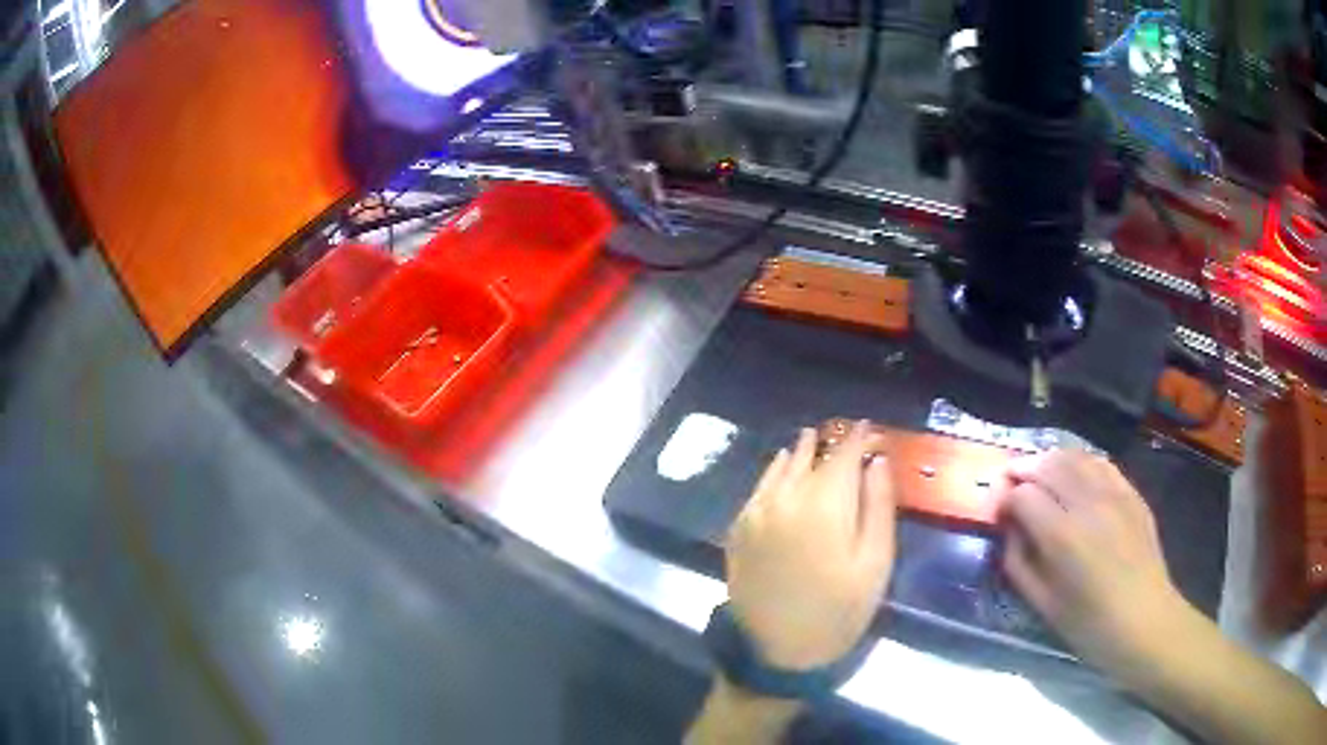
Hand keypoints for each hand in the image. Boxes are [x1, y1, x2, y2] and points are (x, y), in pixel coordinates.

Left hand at [725, 421, 895, 670]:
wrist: (775, 652)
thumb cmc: (837, 611)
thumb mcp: (875, 563)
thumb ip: (878, 505)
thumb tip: (876, 460)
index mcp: (824, 503)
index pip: (843, 453)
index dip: (859, 437)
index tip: (871, 429)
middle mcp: (785, 498)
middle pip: (809, 455)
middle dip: (829, 442)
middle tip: (845, 434)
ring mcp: (755, 512)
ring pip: (780, 467)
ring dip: (799, 453)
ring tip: (813, 440)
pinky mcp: (738, 529)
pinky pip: (759, 488)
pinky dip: (774, 472)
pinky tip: (782, 469)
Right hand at [996, 450, 1192, 682]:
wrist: (1145, 621)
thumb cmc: (1089, 624)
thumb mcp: (1042, 604)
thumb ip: (1018, 562)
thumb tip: (1009, 529)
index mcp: (1062, 536)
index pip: (1022, 495)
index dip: (1004, 499)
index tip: (998, 513)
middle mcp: (1088, 503)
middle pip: (1047, 464)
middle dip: (1023, 469)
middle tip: (1011, 484)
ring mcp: (1114, 493)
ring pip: (1074, 455)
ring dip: (1050, 460)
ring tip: (1040, 476)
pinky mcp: (1131, 493)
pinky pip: (1100, 463)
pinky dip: (1080, 462)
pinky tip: (1073, 476)